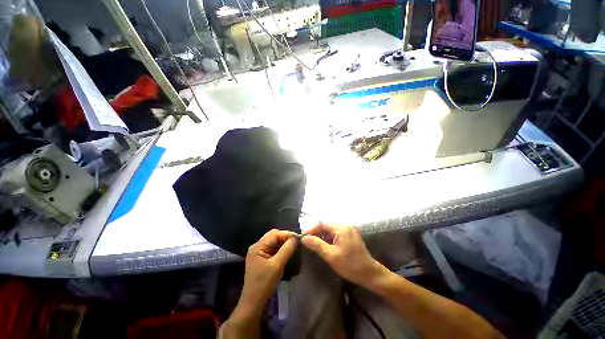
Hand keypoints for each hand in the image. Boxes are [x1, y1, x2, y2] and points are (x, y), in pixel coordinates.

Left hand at [221, 230, 297, 338]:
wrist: (253, 303)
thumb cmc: (264, 284)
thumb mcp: (277, 266)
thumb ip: (286, 250)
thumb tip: (296, 238)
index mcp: (258, 246)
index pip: (274, 234)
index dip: (287, 234)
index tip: (299, 237)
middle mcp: (257, 246)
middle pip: (273, 236)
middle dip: (285, 237)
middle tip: (297, 241)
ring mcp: (259, 253)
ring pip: (274, 242)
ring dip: (283, 242)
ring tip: (294, 245)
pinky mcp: (261, 259)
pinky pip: (273, 249)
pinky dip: (280, 248)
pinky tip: (288, 251)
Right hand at [301, 222, 385, 288]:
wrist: (370, 274)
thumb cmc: (350, 265)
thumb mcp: (331, 256)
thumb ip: (317, 245)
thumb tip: (304, 238)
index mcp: (341, 228)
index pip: (322, 224)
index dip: (312, 229)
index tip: (303, 237)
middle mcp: (345, 226)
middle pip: (327, 226)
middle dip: (317, 233)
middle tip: (308, 242)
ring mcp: (349, 231)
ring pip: (331, 230)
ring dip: (323, 236)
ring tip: (315, 245)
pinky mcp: (350, 236)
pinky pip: (336, 234)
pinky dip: (329, 238)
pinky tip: (326, 246)